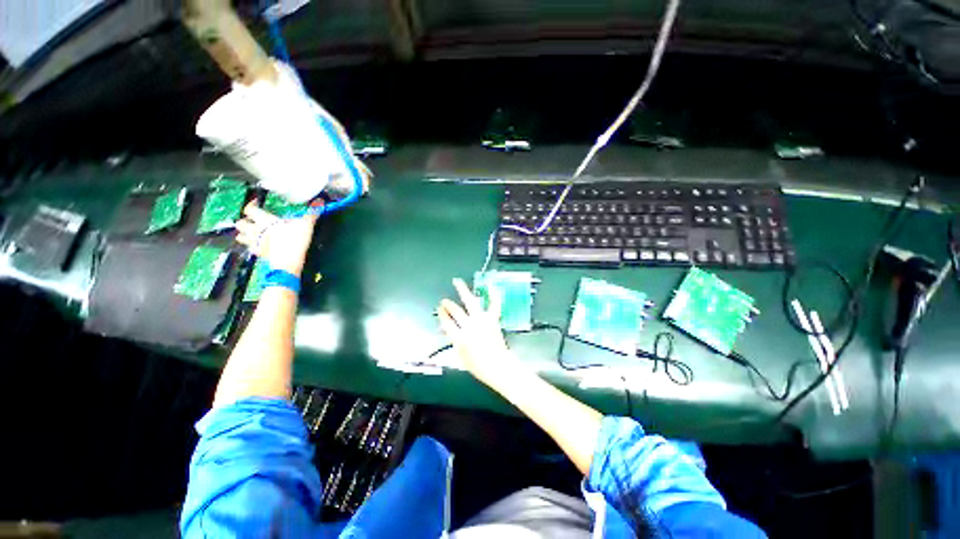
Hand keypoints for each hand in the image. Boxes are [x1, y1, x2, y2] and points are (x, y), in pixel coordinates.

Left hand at [234, 201, 316, 275]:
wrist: (287, 262)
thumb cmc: (294, 241)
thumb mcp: (306, 225)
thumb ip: (312, 213)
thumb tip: (320, 201)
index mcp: (265, 220)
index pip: (250, 209)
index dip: (251, 204)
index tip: (257, 202)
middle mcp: (256, 230)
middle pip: (240, 222)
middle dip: (245, 220)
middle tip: (253, 220)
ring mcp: (255, 243)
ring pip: (240, 236)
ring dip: (244, 233)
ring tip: (252, 232)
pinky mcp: (257, 254)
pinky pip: (249, 248)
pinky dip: (251, 245)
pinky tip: (259, 245)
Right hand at [437, 278, 518, 385]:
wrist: (498, 366)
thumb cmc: (478, 365)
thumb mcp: (460, 356)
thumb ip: (453, 341)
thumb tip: (446, 329)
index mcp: (460, 338)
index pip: (447, 322)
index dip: (441, 314)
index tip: (439, 309)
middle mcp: (470, 326)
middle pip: (456, 311)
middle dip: (448, 304)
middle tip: (444, 300)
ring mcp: (482, 321)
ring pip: (470, 301)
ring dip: (462, 290)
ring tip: (457, 282)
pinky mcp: (493, 319)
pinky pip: (494, 304)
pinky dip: (493, 295)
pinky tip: (490, 286)